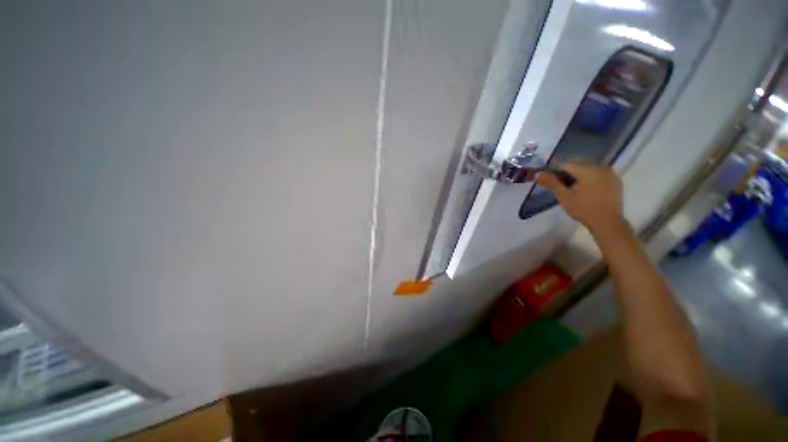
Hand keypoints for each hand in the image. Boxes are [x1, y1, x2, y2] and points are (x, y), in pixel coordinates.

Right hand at [537, 163, 623, 232]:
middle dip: (567, 174)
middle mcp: (600, 167)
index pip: (566, 165)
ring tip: (573, 189)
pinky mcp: (615, 180)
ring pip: (588, 169)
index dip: (555, 173)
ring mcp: (610, 173)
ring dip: (578, 176)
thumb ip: (551, 183)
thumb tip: (537, 173)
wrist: (607, 222)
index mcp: (588, 169)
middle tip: (562, 188)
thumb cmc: (583, 209)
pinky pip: (598, 174)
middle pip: (578, 165)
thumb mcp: (564, 196)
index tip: (551, 183)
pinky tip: (586, 190)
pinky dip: (589, 178)